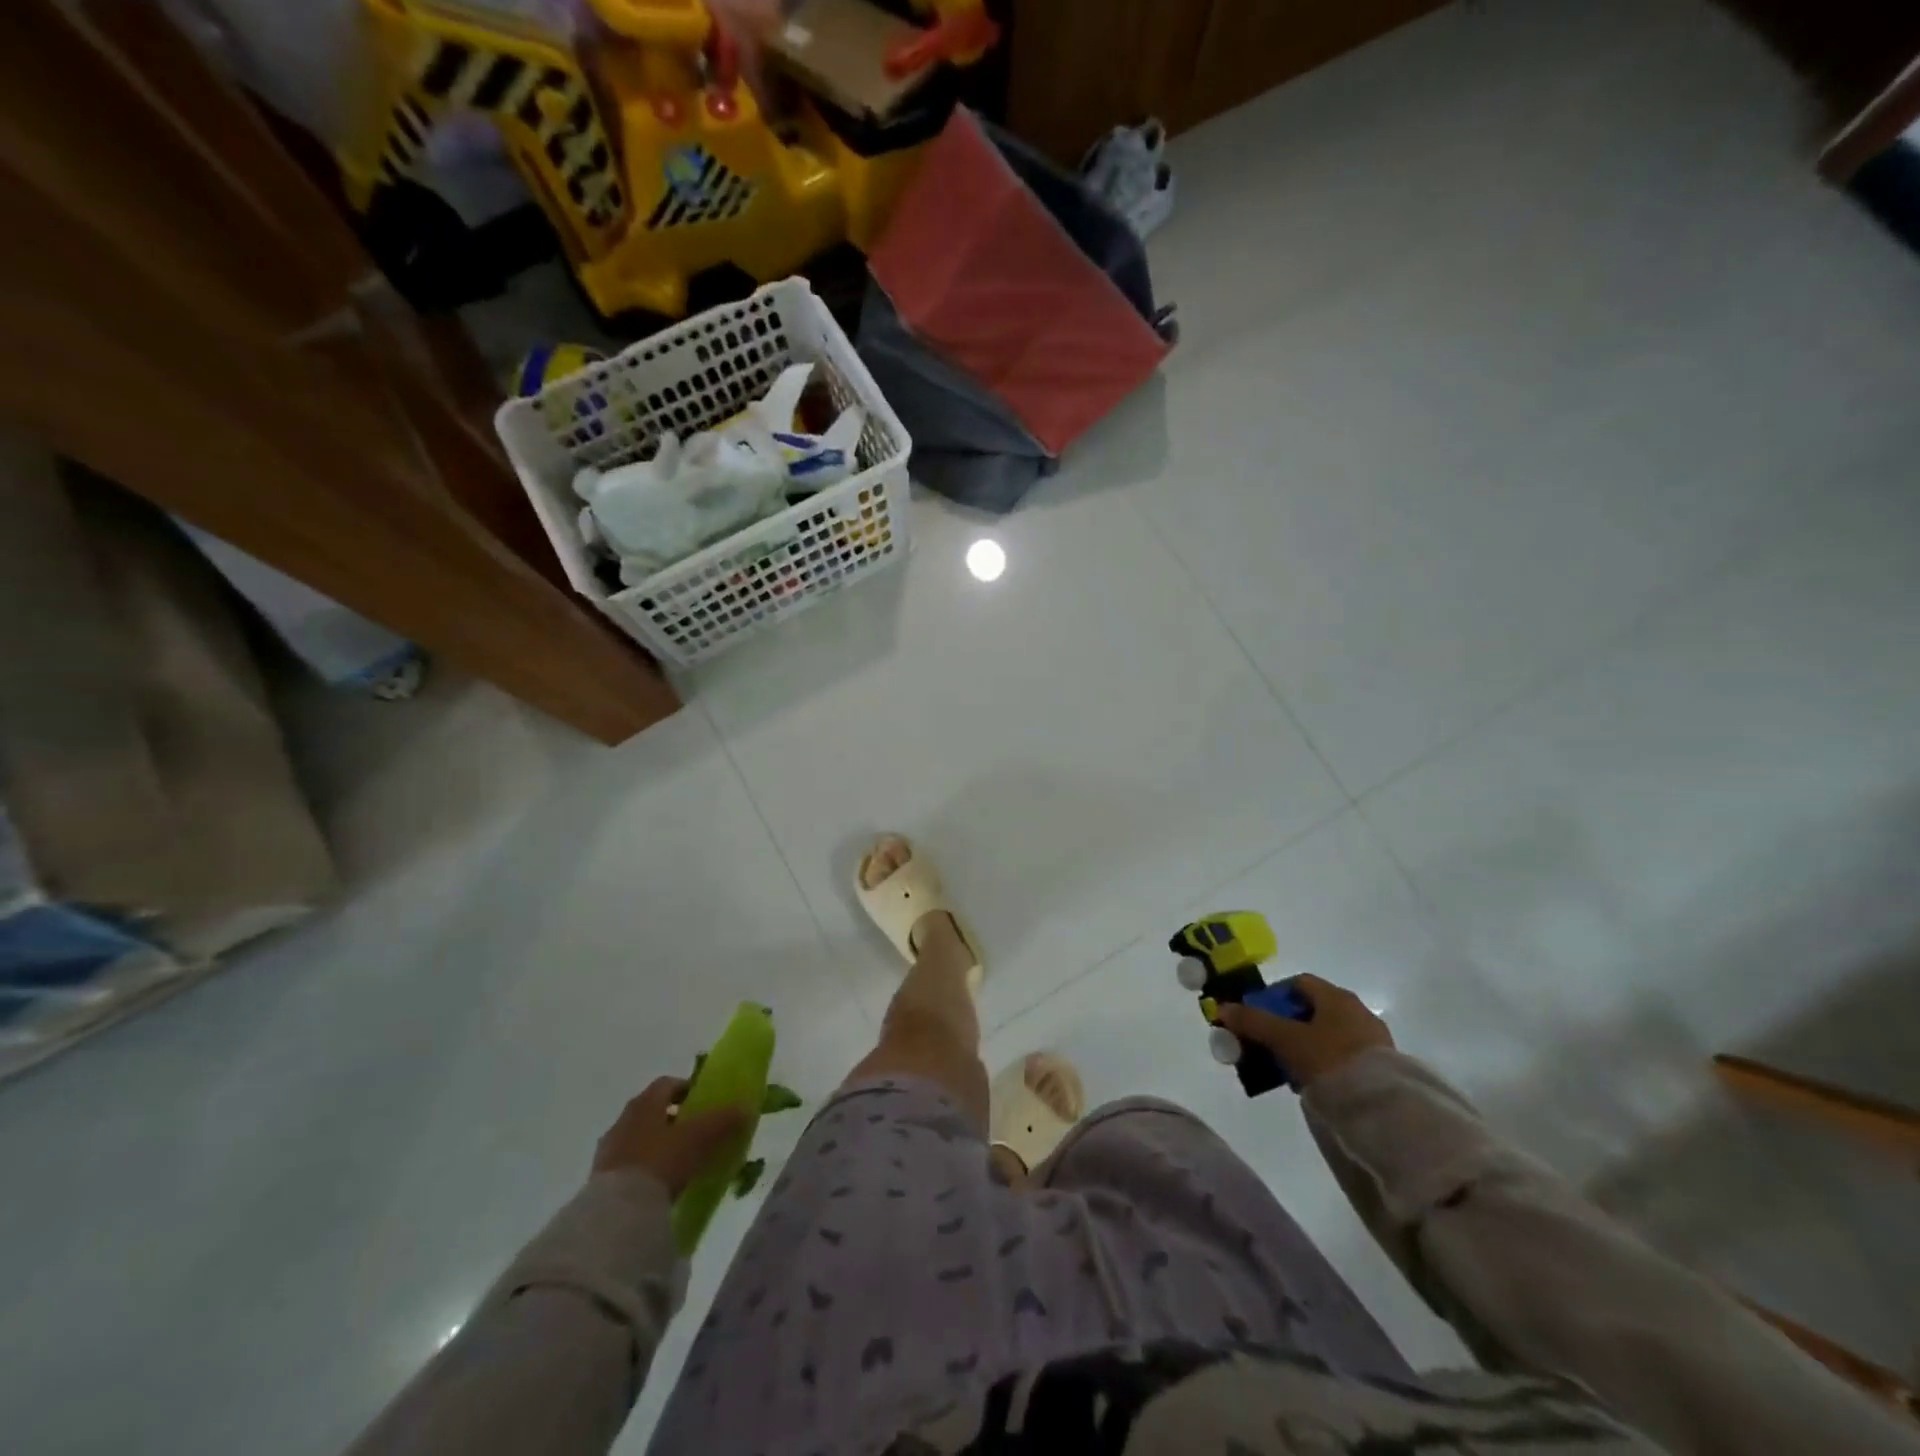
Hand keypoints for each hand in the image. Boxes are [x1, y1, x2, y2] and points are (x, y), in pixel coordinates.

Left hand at [593, 1078, 748, 1195]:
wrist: (618, 1212)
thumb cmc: (662, 1161)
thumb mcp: (701, 1137)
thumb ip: (724, 1120)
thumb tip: (746, 1107)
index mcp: (645, 1102)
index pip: (667, 1083)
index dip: (687, 1088)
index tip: (703, 1102)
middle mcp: (623, 1120)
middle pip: (651, 1110)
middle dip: (672, 1118)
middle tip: (694, 1132)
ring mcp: (608, 1151)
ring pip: (637, 1138)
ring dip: (656, 1144)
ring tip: (677, 1162)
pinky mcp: (599, 1181)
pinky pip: (627, 1165)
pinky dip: (643, 1168)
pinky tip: (658, 1185)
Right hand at [1218, 974, 1392, 1089]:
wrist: (1380, 1107)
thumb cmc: (1328, 1058)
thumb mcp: (1284, 1039)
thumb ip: (1252, 1022)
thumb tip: (1222, 1008)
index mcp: (1336, 996)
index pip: (1299, 983)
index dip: (1274, 996)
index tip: (1258, 1017)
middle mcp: (1357, 1011)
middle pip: (1312, 1010)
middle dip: (1286, 1025)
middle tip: (1268, 1045)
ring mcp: (1372, 1039)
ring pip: (1327, 1035)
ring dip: (1304, 1046)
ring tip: (1287, 1069)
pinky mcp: (1381, 1067)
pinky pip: (1343, 1056)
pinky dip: (1323, 1063)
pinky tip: (1312, 1082)